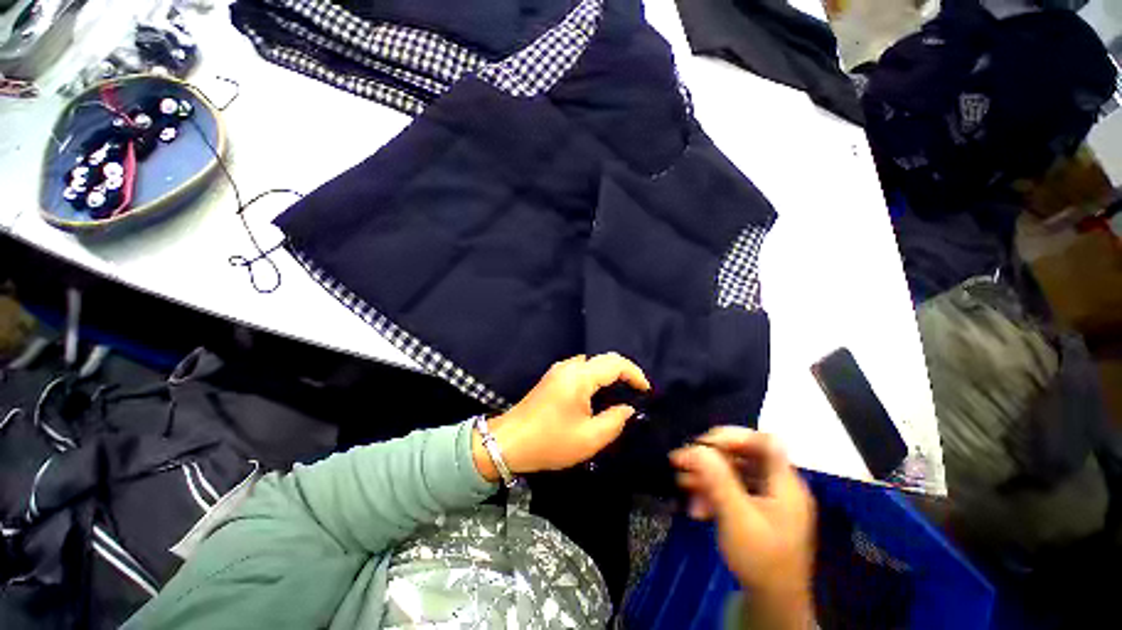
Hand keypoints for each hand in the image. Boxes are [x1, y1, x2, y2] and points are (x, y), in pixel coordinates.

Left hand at [472, 353, 650, 479]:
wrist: (509, 442)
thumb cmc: (550, 442)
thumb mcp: (589, 438)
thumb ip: (615, 421)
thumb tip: (628, 408)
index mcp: (579, 377)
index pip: (615, 364)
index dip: (635, 373)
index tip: (646, 390)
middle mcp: (569, 366)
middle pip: (604, 359)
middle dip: (624, 372)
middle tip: (637, 391)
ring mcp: (559, 370)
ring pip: (592, 363)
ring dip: (609, 373)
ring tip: (621, 392)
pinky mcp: (553, 377)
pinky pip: (581, 369)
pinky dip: (596, 376)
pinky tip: (599, 393)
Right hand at [671, 427, 815, 629]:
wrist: (772, 604)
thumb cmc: (760, 560)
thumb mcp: (736, 518)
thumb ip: (717, 479)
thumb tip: (696, 447)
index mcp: (784, 483)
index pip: (763, 441)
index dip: (733, 436)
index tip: (704, 444)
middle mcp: (778, 485)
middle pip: (743, 454)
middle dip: (710, 457)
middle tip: (682, 461)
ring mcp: (767, 498)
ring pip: (733, 472)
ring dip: (705, 475)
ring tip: (682, 483)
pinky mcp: (756, 509)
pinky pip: (731, 490)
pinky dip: (712, 492)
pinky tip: (695, 506)